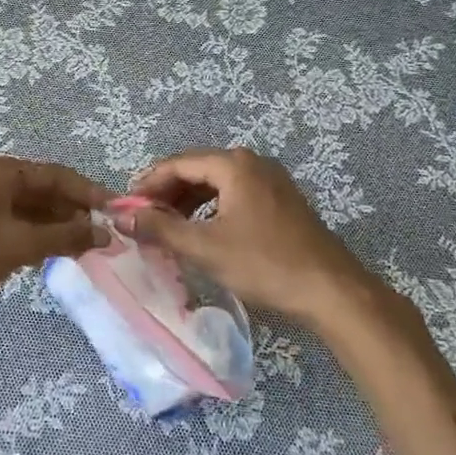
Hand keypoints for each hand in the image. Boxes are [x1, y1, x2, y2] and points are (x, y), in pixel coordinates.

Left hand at [0, 155, 109, 318]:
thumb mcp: (20, 245)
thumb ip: (65, 237)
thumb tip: (105, 235)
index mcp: (3, 171)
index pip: (58, 175)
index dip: (90, 193)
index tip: (117, 212)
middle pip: (46, 190)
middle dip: (75, 212)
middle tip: (105, 237)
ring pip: (33, 208)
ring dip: (59, 226)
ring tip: (87, 248)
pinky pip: (18, 221)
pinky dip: (39, 235)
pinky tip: (57, 252)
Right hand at [126, 147, 412, 334]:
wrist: (332, 291)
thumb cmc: (265, 264)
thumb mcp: (205, 248)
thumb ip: (161, 228)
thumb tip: (123, 216)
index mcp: (234, 165)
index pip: (178, 163)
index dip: (148, 183)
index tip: (127, 206)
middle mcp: (252, 163)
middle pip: (197, 169)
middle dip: (167, 192)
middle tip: (144, 218)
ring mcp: (270, 180)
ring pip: (216, 183)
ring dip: (188, 201)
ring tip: (167, 226)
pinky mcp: (280, 200)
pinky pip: (234, 194)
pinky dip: (211, 208)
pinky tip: (201, 231)